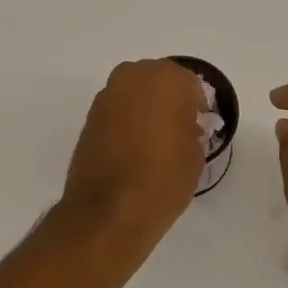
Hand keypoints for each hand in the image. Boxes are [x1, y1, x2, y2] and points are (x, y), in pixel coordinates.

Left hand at [61, 58, 205, 251]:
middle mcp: (134, 76)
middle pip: (158, 82)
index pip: (190, 84)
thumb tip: (183, 127)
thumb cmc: (163, 179)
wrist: (109, 211)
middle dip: (168, 101)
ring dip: (144, 109)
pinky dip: (125, 122)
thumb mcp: (195, 154)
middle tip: (176, 131)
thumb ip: (191, 129)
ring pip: (134, 94)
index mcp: (168, 79)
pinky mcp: (89, 116)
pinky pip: (117, 110)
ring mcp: (107, 95)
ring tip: (153, 142)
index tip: (198, 127)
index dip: (196, 106)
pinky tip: (132, 149)